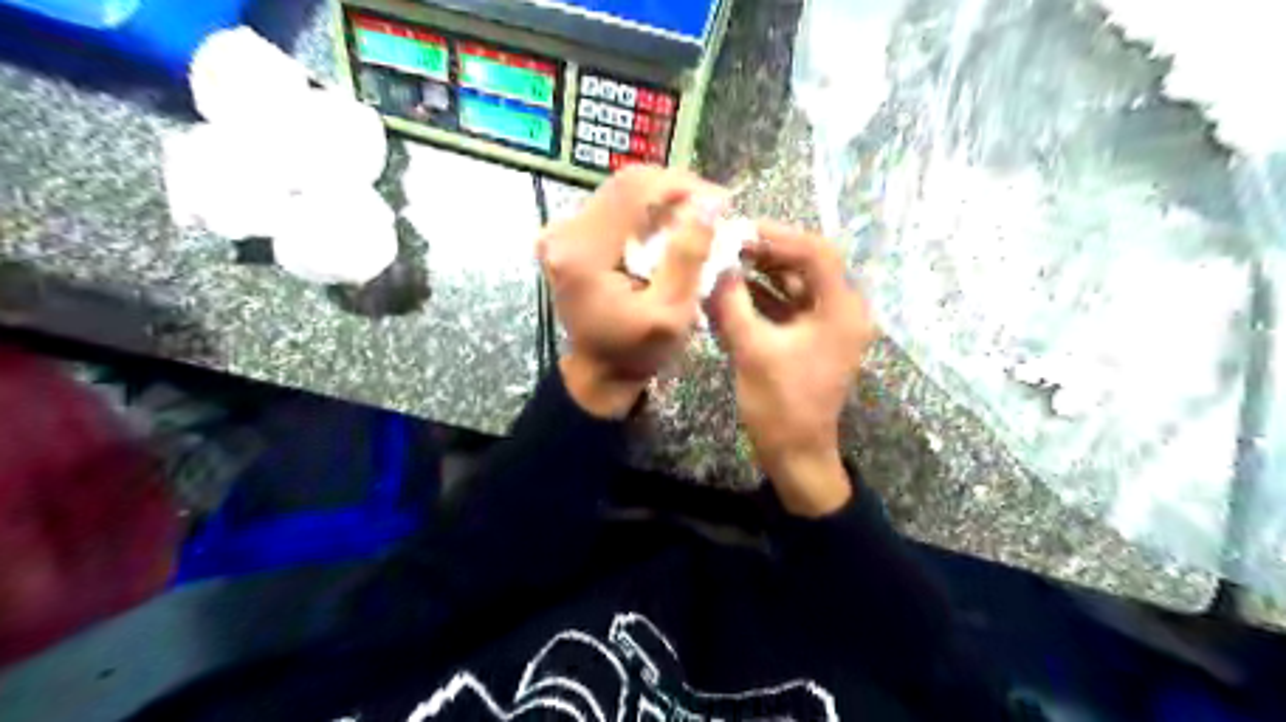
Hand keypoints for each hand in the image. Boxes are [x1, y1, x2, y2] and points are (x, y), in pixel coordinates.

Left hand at [538, 166, 726, 417]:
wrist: (600, 370)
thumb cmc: (636, 351)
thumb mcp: (671, 314)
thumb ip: (688, 258)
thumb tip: (709, 204)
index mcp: (582, 254)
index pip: (635, 190)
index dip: (682, 186)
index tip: (719, 203)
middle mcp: (563, 234)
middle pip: (627, 184)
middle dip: (676, 191)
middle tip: (712, 212)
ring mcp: (562, 232)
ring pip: (622, 191)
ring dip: (663, 200)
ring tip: (695, 222)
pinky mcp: (570, 235)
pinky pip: (615, 206)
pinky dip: (647, 212)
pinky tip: (668, 231)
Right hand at [709, 222, 880, 515]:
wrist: (795, 454)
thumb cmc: (780, 405)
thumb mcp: (752, 350)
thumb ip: (732, 303)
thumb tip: (715, 266)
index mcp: (840, 310)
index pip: (815, 253)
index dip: (777, 237)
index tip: (738, 232)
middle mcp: (840, 311)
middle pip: (805, 265)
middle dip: (765, 253)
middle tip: (726, 244)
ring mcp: (825, 326)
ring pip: (793, 285)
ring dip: (759, 274)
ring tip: (723, 263)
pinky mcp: (809, 339)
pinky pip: (786, 307)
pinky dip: (760, 299)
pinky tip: (728, 293)